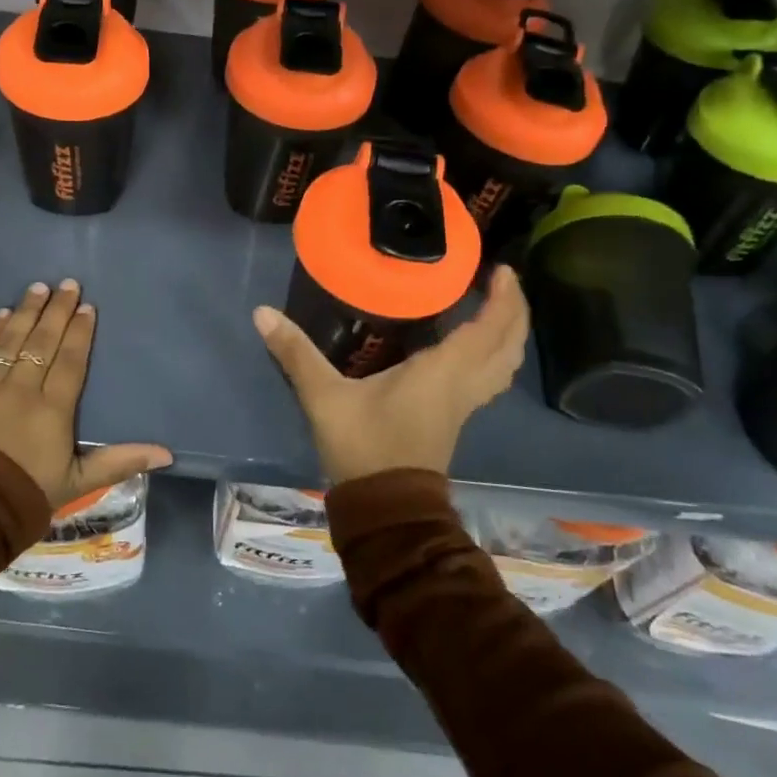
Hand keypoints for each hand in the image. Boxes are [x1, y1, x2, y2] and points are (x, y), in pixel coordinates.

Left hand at [0, 280, 172, 508]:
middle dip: (56, 311)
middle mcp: (20, 390)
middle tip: (66, 283)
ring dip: (25, 312)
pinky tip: (1, 315)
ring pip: (10, 341)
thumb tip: (167, 453)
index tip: (86, 307)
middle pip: (42, 343)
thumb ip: (119, 462)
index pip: (70, 362)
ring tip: (37, 288)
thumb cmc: (20, 499)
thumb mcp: (76, 484)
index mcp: (52, 411)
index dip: (79, 333)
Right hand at [254, 264, 529, 485]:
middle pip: (508, 345)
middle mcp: (463, 385)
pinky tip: (472, 346)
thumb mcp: (324, 396)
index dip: (502, 298)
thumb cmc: (363, 446)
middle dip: (514, 311)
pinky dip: (492, 354)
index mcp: (442, 372)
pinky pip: (489, 377)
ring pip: (503, 365)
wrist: (385, 508)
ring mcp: (463, 404)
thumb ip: (296, 352)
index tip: (500, 268)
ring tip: (495, 306)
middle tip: (501, 279)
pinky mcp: (455, 417)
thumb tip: (262, 312)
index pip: (488, 329)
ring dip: (508, 334)